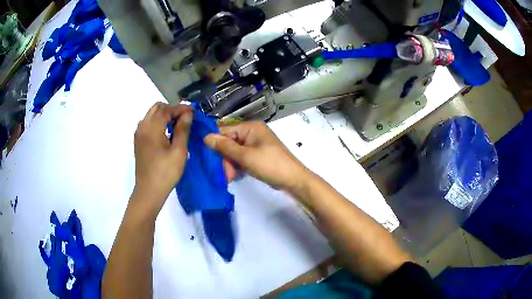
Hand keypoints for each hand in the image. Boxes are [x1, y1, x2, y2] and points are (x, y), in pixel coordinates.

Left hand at [132, 103, 191, 214]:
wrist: (149, 191)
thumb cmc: (165, 173)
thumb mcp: (179, 151)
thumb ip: (183, 129)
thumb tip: (188, 114)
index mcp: (152, 128)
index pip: (167, 109)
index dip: (181, 108)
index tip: (193, 112)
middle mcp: (142, 127)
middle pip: (157, 108)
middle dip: (171, 109)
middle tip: (185, 118)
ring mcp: (138, 134)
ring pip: (151, 115)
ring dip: (164, 115)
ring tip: (177, 125)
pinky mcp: (138, 142)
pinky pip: (148, 124)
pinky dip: (158, 123)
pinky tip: (166, 133)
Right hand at [204, 121, 309, 192]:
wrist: (293, 179)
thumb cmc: (270, 165)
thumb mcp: (245, 156)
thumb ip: (225, 147)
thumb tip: (205, 137)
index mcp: (250, 127)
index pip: (225, 131)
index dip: (216, 143)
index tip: (209, 158)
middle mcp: (252, 133)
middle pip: (229, 142)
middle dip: (225, 158)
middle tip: (226, 174)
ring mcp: (255, 144)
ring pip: (234, 151)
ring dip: (230, 164)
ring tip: (231, 177)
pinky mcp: (258, 155)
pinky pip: (242, 157)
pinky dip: (238, 166)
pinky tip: (235, 175)